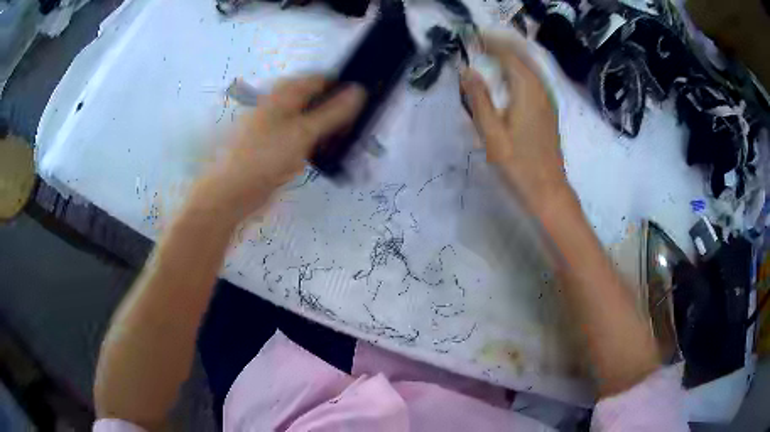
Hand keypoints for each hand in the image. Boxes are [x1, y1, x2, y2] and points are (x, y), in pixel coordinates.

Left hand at [191, 76, 365, 221]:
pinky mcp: (273, 147)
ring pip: (306, 121)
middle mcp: (278, 106)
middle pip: (311, 100)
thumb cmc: (266, 155)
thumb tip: (359, 91)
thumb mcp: (303, 132)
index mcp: (283, 95)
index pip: (317, 79)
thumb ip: (332, 112)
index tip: (360, 100)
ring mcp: (274, 127)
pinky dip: (311, 144)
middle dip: (332, 110)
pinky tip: (320, 155)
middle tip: (352, 124)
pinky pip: (298, 139)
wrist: (234, 191)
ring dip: (323, 129)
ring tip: (342, 140)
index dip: (339, 85)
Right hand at [460, 35, 567, 214]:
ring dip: (511, 57)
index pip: (508, 55)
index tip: (473, 38)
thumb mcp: (491, 133)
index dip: (490, 43)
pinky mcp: (549, 110)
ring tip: (491, 54)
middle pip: (522, 57)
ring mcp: (548, 100)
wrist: (547, 189)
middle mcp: (541, 89)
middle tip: (480, 43)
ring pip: (529, 67)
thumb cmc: (517, 163)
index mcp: (527, 90)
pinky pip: (533, 79)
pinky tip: (509, 77)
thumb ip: (479, 98)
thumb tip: (467, 70)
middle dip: (501, 46)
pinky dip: (519, 70)